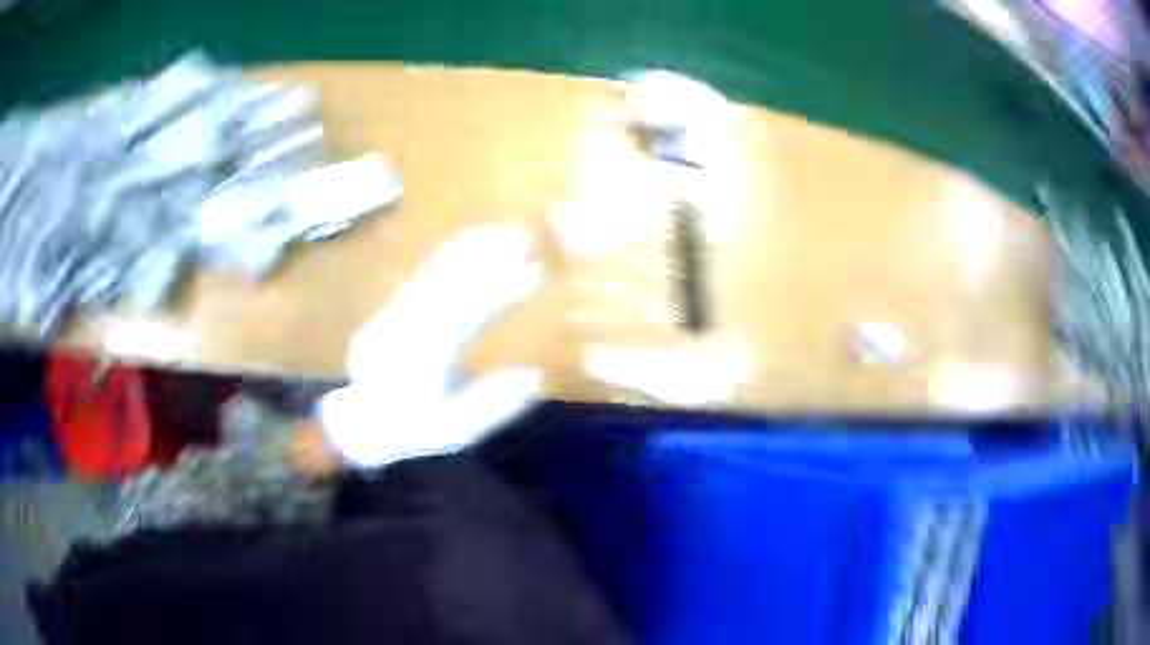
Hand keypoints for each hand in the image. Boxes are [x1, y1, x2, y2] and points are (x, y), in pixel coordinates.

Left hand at [316, 227, 543, 467]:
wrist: (364, 420)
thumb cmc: (416, 426)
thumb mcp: (457, 428)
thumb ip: (493, 404)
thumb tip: (534, 377)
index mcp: (428, 358)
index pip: (470, 315)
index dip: (502, 290)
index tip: (535, 272)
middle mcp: (411, 328)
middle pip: (452, 284)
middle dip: (489, 258)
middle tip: (527, 238)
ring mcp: (400, 313)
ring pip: (436, 273)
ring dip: (470, 250)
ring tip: (505, 232)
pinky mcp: (396, 307)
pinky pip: (423, 275)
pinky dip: (448, 255)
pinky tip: (468, 241)